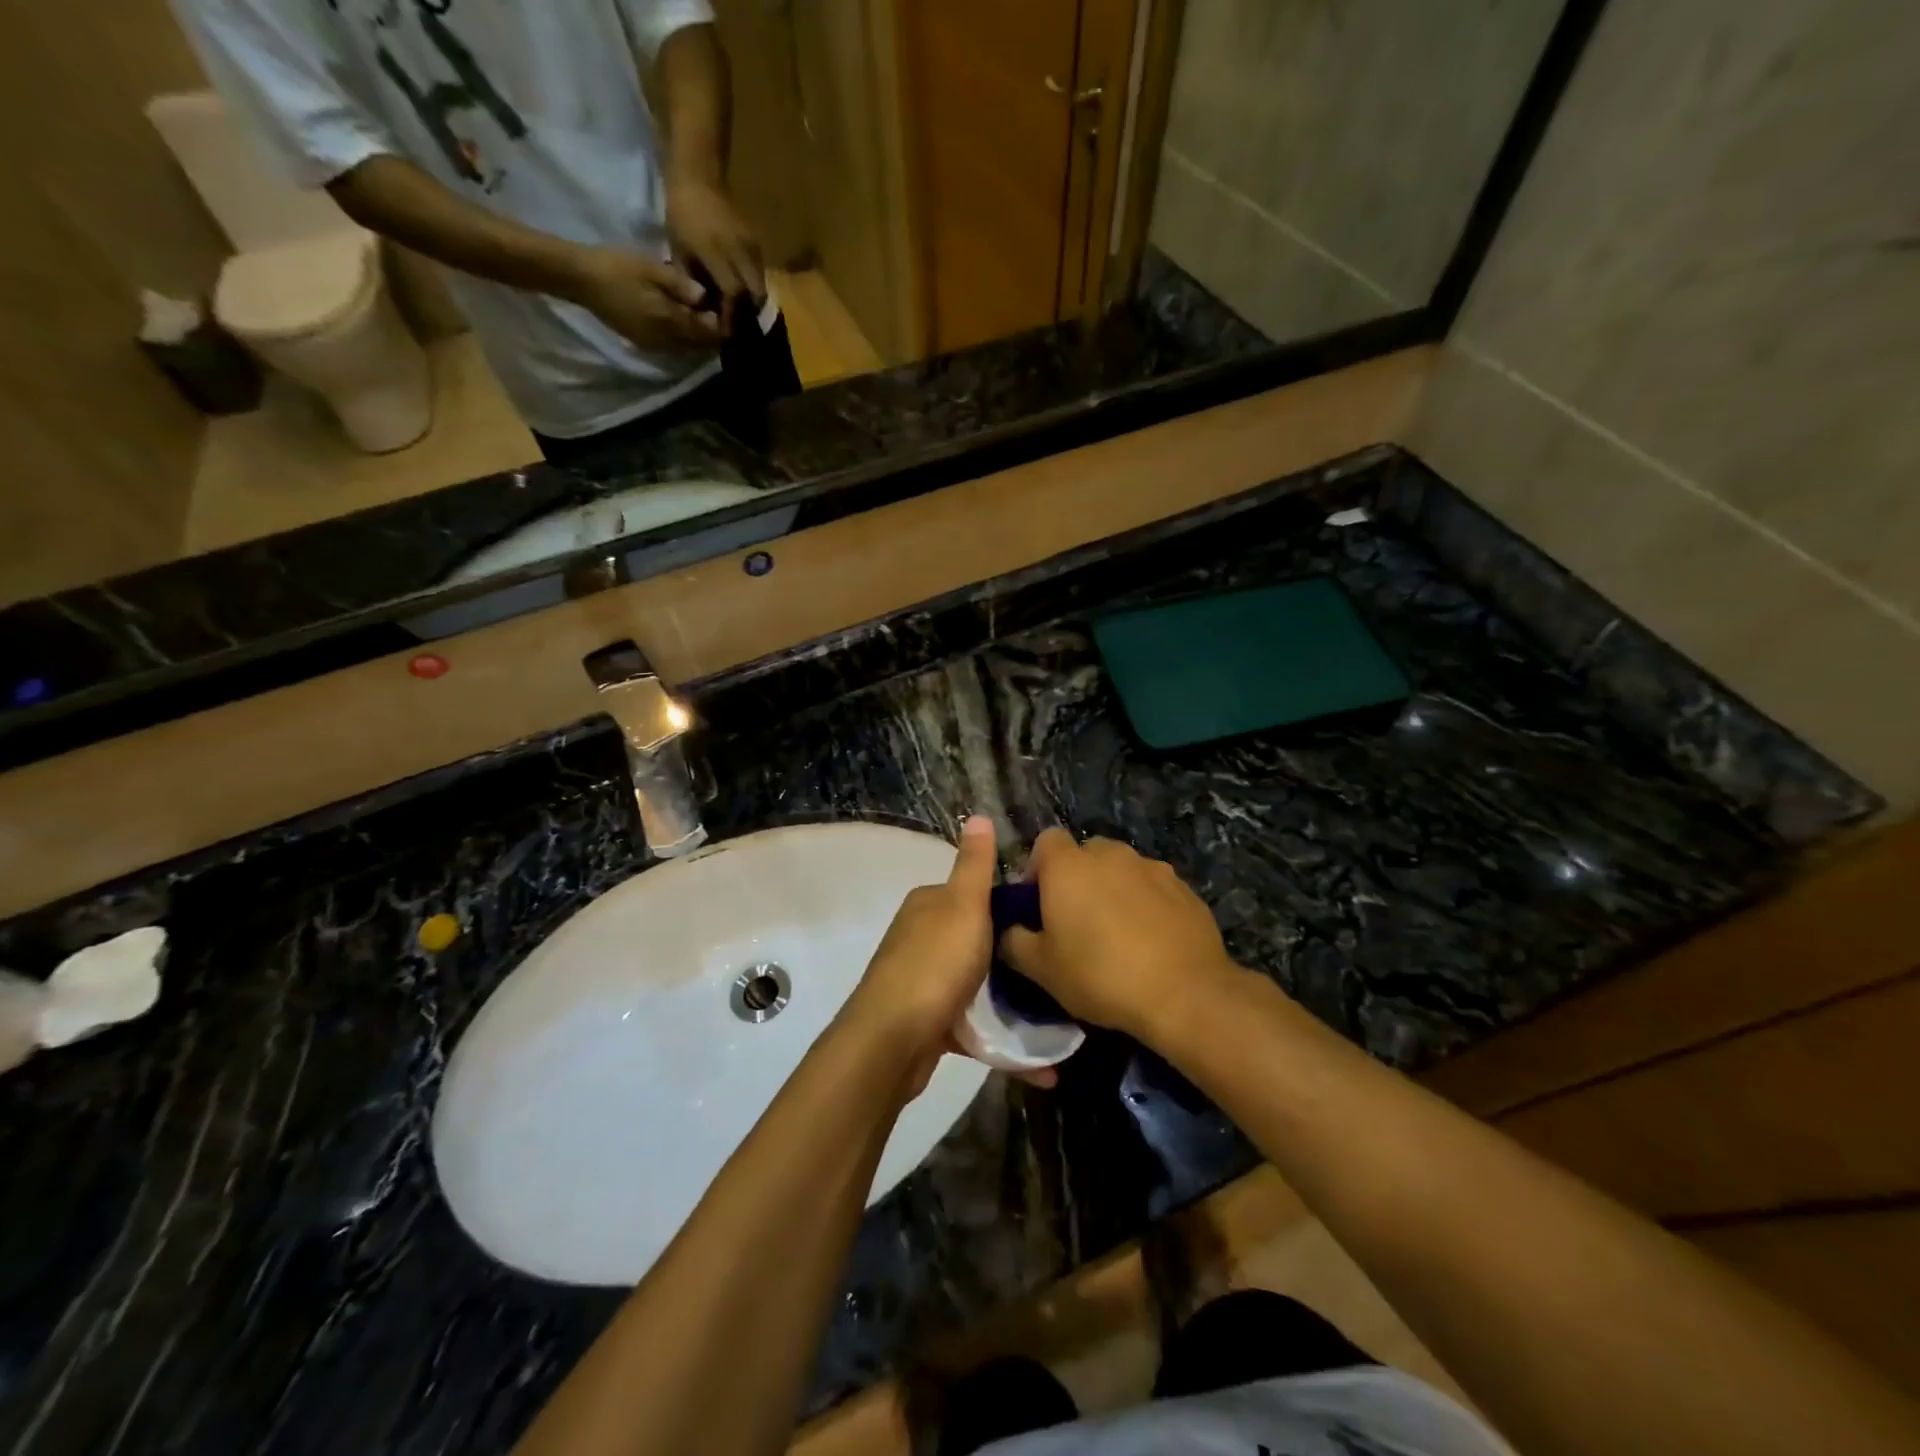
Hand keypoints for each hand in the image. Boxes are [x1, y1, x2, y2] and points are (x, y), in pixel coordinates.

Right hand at [568, 246, 722, 349]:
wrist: (581, 279)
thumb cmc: (617, 268)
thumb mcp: (651, 269)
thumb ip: (679, 285)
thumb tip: (705, 296)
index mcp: (670, 322)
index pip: (707, 333)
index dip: (720, 324)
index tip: (724, 309)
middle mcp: (666, 341)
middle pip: (699, 345)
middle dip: (710, 332)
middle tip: (715, 312)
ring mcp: (654, 346)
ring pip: (687, 348)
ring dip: (697, 337)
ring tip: (701, 316)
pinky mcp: (644, 344)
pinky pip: (673, 347)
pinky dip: (682, 338)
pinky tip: (681, 321)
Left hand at [664, 174, 764, 321]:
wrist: (697, 177)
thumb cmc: (681, 215)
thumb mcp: (679, 252)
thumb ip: (692, 283)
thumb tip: (704, 312)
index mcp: (714, 250)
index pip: (733, 293)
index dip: (731, 316)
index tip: (726, 332)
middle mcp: (738, 248)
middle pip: (754, 294)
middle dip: (747, 313)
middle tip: (737, 325)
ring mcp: (751, 244)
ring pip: (761, 285)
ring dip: (752, 302)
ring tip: (739, 311)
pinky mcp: (758, 242)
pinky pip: (761, 273)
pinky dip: (753, 287)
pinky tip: (742, 291)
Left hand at [843, 816, 1054, 1095]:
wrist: (892, 1041)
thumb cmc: (935, 965)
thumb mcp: (964, 906)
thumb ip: (974, 865)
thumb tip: (978, 815)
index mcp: (929, 905)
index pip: (975, 895)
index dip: (1012, 907)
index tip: (1050, 924)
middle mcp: (921, 938)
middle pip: (978, 941)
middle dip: (1015, 960)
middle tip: (1058, 973)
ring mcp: (923, 982)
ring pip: (977, 987)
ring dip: (1013, 1006)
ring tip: (1059, 1020)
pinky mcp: (928, 1023)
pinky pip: (973, 1027)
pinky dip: (1002, 1041)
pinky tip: (1042, 1067)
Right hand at [1002, 830, 1240, 1041]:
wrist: (1185, 993)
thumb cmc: (1101, 975)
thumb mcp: (1041, 969)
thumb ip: (1014, 942)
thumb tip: (1008, 931)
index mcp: (1068, 866)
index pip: (1045, 841)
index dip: (1038, 868)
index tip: (1039, 903)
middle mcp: (1110, 855)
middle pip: (1085, 853)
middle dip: (1078, 878)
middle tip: (1076, 920)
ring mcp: (1151, 867)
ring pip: (1121, 869)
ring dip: (1113, 890)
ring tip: (1117, 932)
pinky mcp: (1184, 888)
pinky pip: (1153, 887)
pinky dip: (1146, 904)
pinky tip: (1150, 941)